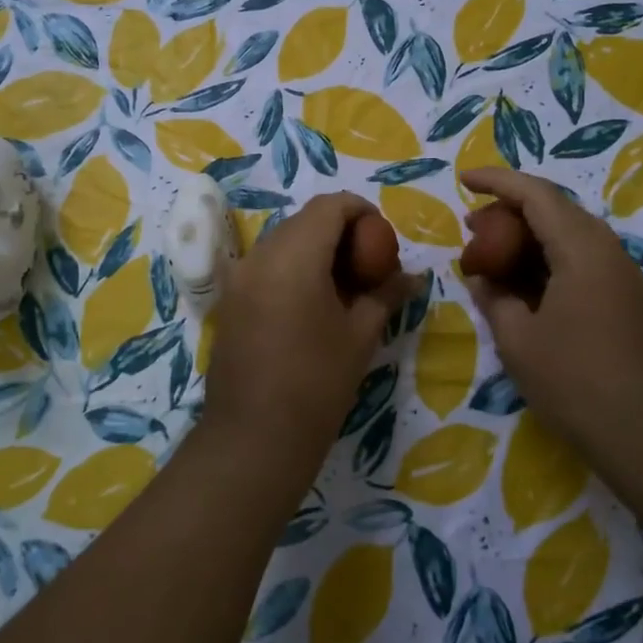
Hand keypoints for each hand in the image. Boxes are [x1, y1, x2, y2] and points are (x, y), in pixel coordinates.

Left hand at [202, 193, 413, 468]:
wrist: (254, 437)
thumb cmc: (317, 384)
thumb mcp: (360, 335)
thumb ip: (386, 295)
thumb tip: (413, 277)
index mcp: (294, 255)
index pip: (330, 205)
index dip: (362, 211)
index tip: (384, 240)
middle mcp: (260, 255)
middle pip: (305, 220)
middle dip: (340, 231)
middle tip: (368, 265)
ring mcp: (239, 277)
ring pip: (283, 241)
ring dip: (315, 249)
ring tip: (343, 287)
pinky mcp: (229, 300)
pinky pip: (265, 265)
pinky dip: (292, 268)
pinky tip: (311, 304)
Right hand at [459, 167, 642, 452]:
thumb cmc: (575, 381)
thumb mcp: (518, 339)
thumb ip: (494, 297)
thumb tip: (480, 277)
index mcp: (582, 249)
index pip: (536, 195)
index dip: (497, 181)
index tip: (463, 179)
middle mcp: (607, 250)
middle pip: (555, 210)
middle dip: (510, 211)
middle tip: (472, 228)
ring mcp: (620, 275)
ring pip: (569, 235)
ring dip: (528, 238)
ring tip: (491, 255)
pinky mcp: (624, 299)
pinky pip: (580, 260)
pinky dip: (546, 260)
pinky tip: (523, 285)